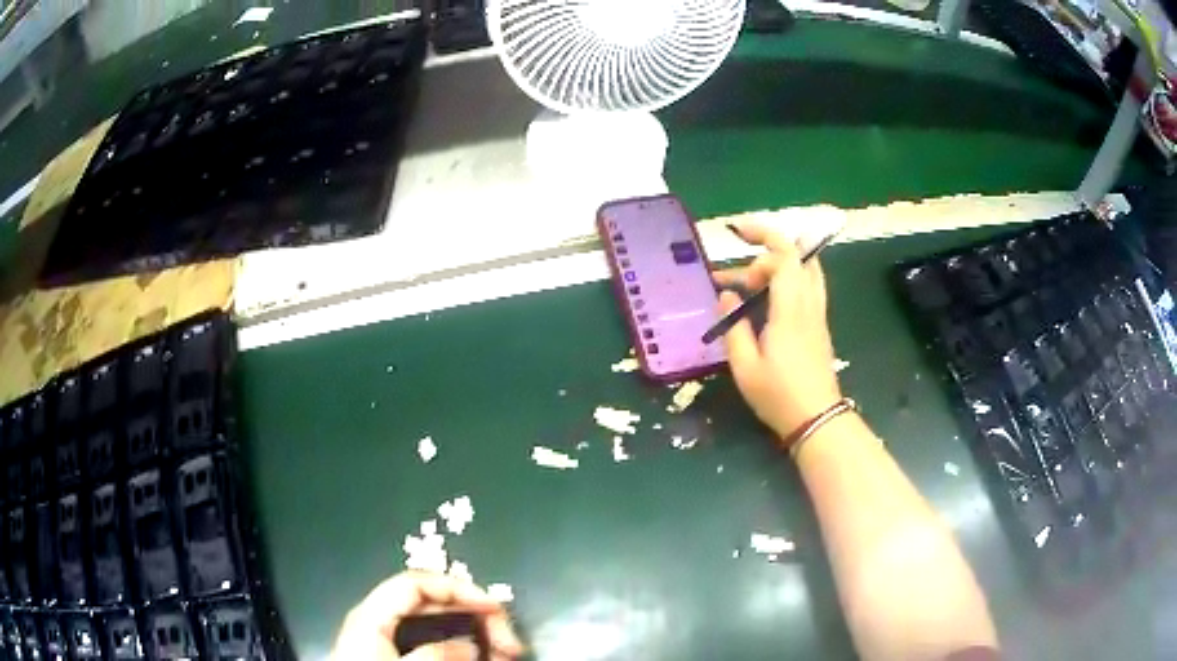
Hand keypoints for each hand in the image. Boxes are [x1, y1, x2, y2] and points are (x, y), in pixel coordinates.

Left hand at [332, 572, 524, 660]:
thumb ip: (432, 656)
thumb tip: (469, 646)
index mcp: (373, 615)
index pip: (419, 584)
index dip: (458, 588)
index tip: (494, 608)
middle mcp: (380, 619)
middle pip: (434, 603)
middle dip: (475, 616)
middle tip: (508, 643)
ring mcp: (388, 637)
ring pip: (439, 624)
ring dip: (474, 634)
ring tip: (502, 654)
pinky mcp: (395, 653)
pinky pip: (433, 641)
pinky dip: (459, 647)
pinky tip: (478, 657)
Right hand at [714, 221, 841, 440]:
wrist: (816, 419)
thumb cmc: (778, 395)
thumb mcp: (745, 367)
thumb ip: (733, 327)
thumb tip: (726, 296)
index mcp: (790, 310)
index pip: (784, 257)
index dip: (761, 242)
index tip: (736, 254)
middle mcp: (808, 304)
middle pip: (798, 256)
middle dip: (769, 246)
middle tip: (740, 268)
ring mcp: (818, 313)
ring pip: (808, 269)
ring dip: (782, 261)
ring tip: (753, 275)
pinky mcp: (819, 325)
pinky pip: (809, 285)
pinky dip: (789, 277)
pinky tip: (770, 295)